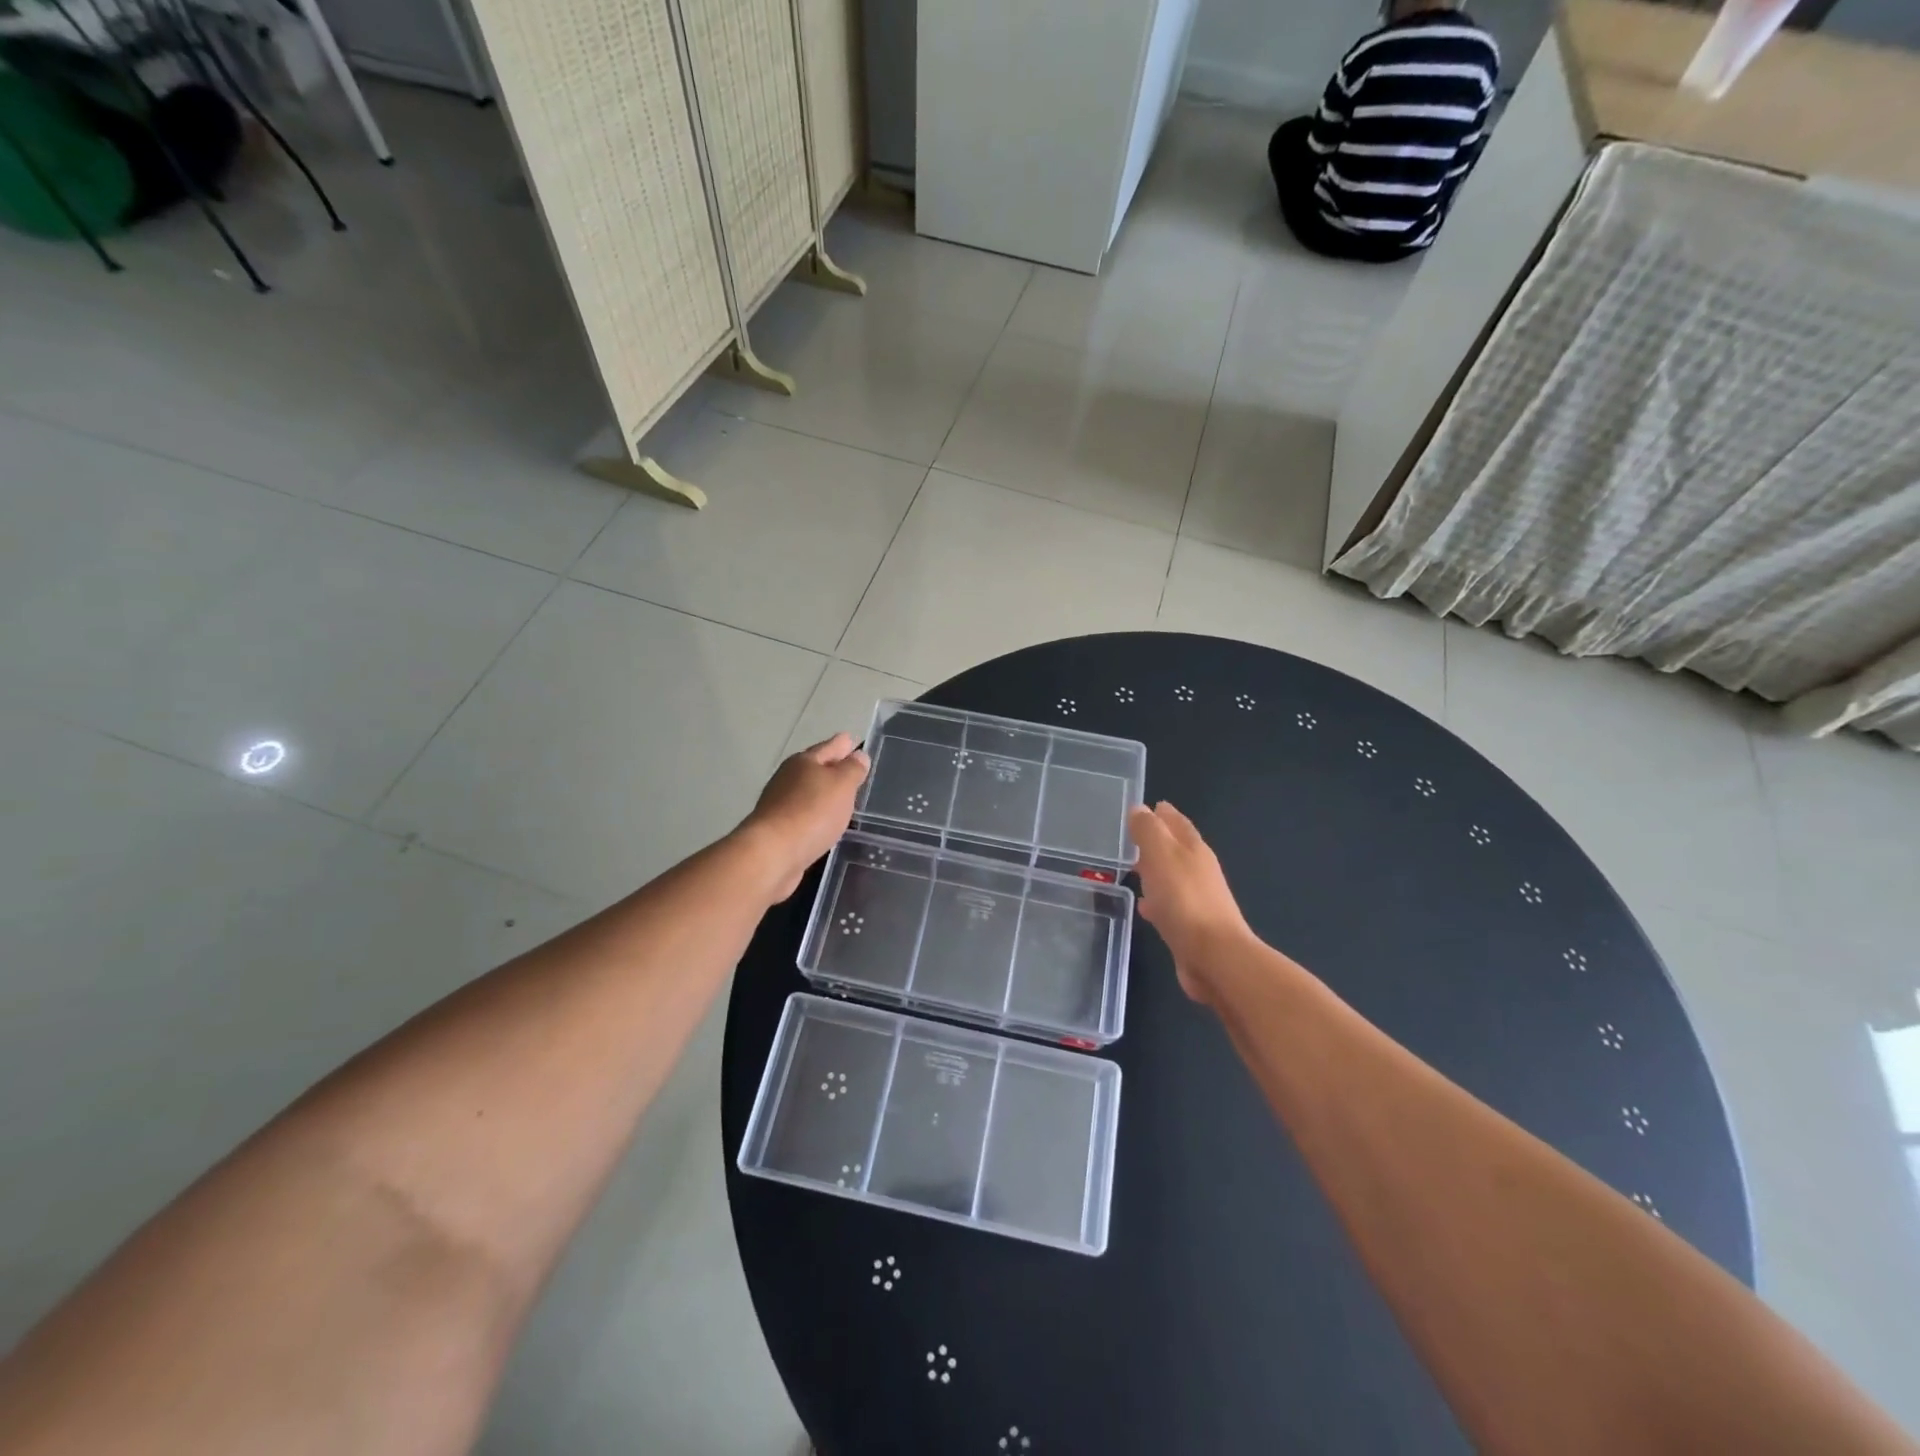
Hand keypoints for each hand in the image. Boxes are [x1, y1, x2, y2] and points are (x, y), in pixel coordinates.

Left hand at [737, 733, 870, 900]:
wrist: (772, 853)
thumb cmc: (812, 812)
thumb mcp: (841, 786)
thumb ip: (852, 769)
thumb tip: (858, 755)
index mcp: (804, 762)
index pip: (829, 747)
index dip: (842, 744)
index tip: (852, 740)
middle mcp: (788, 778)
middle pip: (814, 768)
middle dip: (831, 767)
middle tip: (851, 768)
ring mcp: (780, 803)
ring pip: (808, 792)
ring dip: (823, 793)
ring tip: (842, 797)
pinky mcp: (778, 829)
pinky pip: (804, 814)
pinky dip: (816, 815)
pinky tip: (825, 823)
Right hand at [1129, 801, 1253, 1002]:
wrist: (1214, 957)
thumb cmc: (1184, 900)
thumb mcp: (1161, 856)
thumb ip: (1149, 831)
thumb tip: (1140, 809)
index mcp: (1193, 849)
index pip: (1177, 822)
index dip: (1162, 813)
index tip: (1146, 806)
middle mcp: (1199, 871)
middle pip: (1176, 849)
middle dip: (1157, 841)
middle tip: (1132, 836)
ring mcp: (1197, 900)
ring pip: (1172, 876)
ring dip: (1155, 870)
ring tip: (1132, 868)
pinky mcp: (1191, 927)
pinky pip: (1169, 904)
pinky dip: (1157, 900)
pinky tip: (1144, 906)